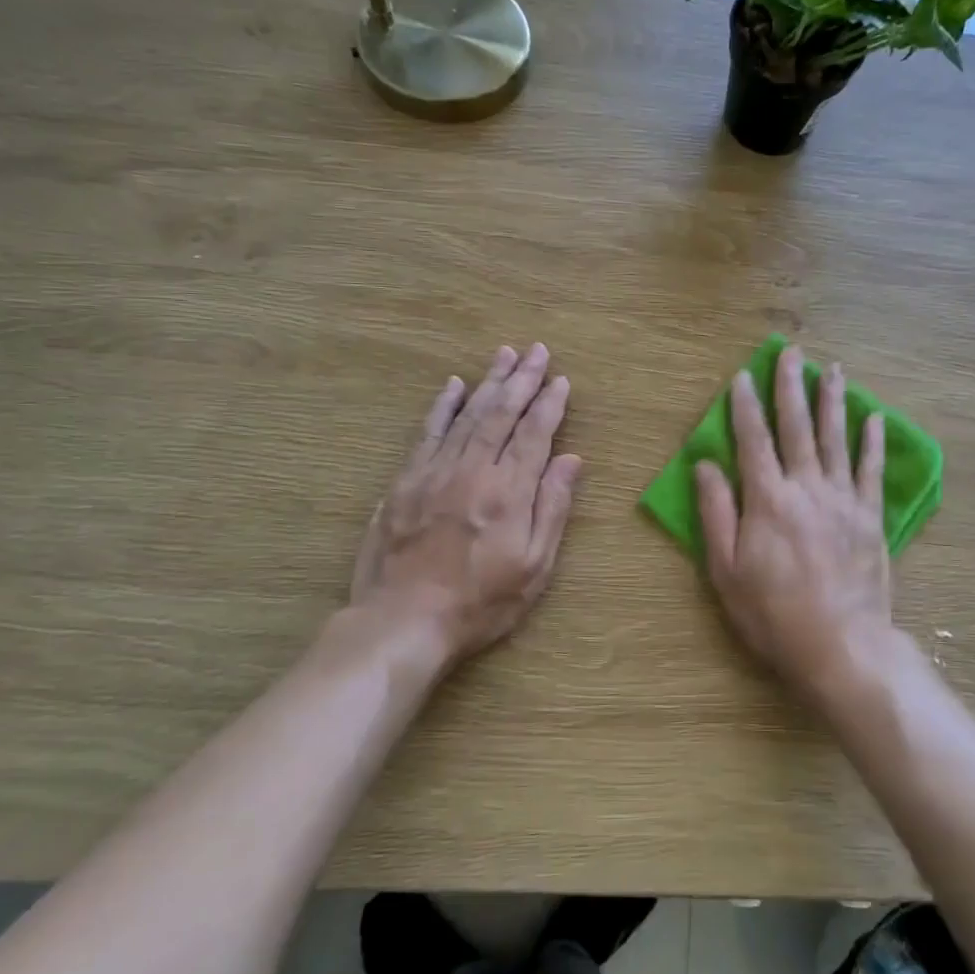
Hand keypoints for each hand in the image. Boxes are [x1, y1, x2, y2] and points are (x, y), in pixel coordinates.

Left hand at [351, 343, 581, 662]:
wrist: (403, 622)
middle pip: (501, 414)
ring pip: (467, 415)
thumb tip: (572, 459)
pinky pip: (428, 432)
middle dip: (522, 380)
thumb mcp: (534, 567)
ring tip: (504, 355)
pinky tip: (453, 385)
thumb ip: (553, 508)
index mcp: (509, 492)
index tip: (560, 380)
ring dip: (488, 382)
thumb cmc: (480, 602)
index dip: (549, 405)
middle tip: (537, 351)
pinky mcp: (405, 481)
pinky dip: (442, 406)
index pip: (534, 434)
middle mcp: (473, 471)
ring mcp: (435, 472)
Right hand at [695, 345, 896, 698]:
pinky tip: (874, 417)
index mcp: (767, 499)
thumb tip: (705, 464)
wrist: (841, 645)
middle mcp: (806, 487)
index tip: (743, 375)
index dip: (745, 405)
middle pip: (797, 426)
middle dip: (791, 386)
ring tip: (833, 369)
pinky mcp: (869, 516)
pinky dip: (872, 441)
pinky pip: (870, 470)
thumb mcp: (726, 570)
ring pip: (837, 438)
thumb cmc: (773, 613)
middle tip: (792, 352)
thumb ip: (716, 512)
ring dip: (833, 401)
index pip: (753, 439)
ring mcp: (843, 499)